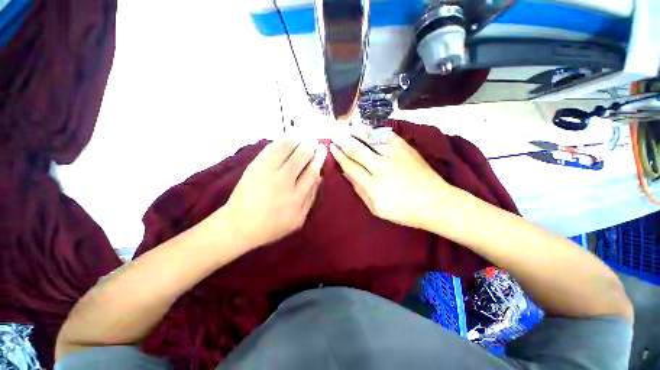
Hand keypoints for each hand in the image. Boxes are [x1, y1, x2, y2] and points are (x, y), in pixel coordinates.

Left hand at [224, 138, 326, 249]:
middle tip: (315, 141)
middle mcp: (283, 181)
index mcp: (296, 196)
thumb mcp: (298, 220)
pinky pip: (270, 149)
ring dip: (297, 140)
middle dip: (310, 146)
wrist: (239, 225)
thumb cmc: (272, 226)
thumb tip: (319, 177)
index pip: (312, 171)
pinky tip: (287, 137)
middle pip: (301, 157)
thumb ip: (310, 198)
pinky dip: (281, 141)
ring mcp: (267, 172)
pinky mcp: (254, 167)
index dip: (319, 158)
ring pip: (286, 149)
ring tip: (303, 136)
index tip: (322, 150)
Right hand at [330, 133, 454, 228]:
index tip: (332, 147)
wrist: (436, 203)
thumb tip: (347, 174)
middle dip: (344, 141)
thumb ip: (360, 190)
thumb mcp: (376, 208)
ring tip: (347, 128)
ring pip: (371, 140)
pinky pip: (388, 137)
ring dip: (357, 133)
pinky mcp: (407, 150)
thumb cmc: (404, 211)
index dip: (340, 156)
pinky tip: (369, 129)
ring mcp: (396, 156)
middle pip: (358, 150)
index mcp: (374, 186)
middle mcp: (382, 168)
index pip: (351, 166)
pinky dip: (376, 132)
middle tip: (335, 134)